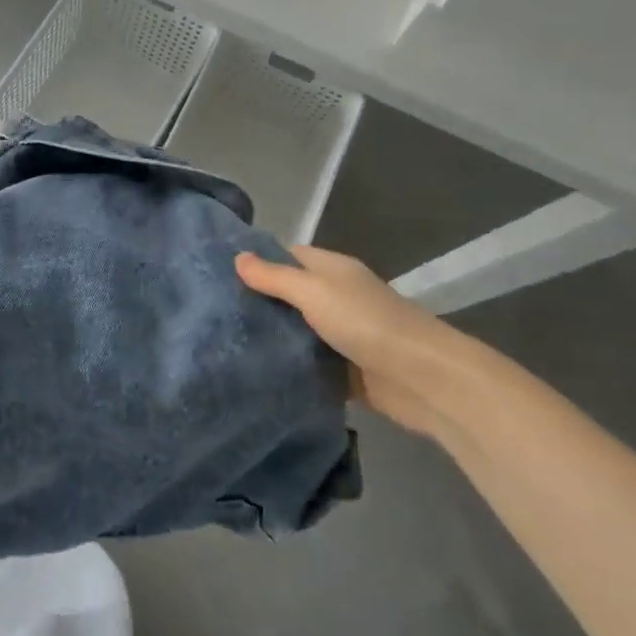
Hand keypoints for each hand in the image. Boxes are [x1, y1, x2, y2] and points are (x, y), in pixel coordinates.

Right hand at [236, 246, 494, 438]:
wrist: (423, 379)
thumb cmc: (366, 323)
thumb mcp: (314, 292)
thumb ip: (275, 277)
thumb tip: (238, 257)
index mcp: (332, 270)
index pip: (287, 255)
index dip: (257, 260)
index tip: (217, 273)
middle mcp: (337, 297)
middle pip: (290, 295)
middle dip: (257, 303)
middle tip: (212, 314)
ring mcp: (342, 335)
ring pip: (298, 332)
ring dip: (272, 339)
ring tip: (224, 343)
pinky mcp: (346, 371)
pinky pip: (310, 366)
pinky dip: (290, 369)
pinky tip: (256, 374)